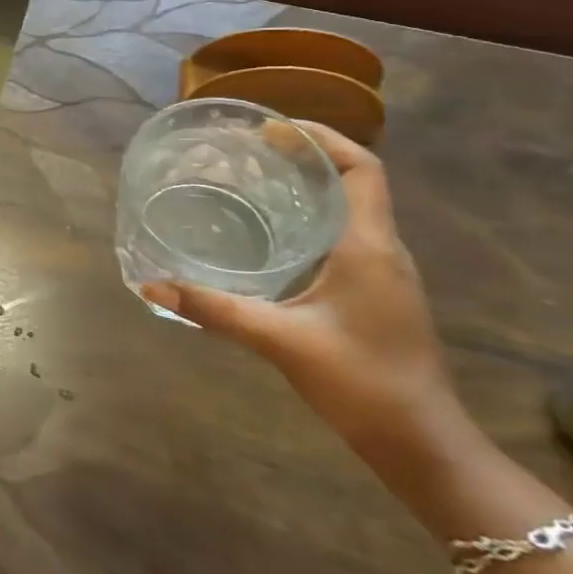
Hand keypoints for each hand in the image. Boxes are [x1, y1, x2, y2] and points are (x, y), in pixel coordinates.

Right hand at [142, 122, 466, 460]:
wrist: (421, 443)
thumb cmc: (360, 381)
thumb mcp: (279, 340)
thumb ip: (213, 309)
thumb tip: (151, 285)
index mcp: (368, 246)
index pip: (362, 169)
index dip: (322, 139)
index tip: (271, 130)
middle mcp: (382, 249)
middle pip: (355, 181)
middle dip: (307, 156)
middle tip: (248, 150)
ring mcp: (384, 273)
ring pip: (350, 208)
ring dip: (310, 185)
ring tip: (254, 180)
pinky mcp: (377, 292)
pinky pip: (346, 234)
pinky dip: (311, 217)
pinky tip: (271, 233)